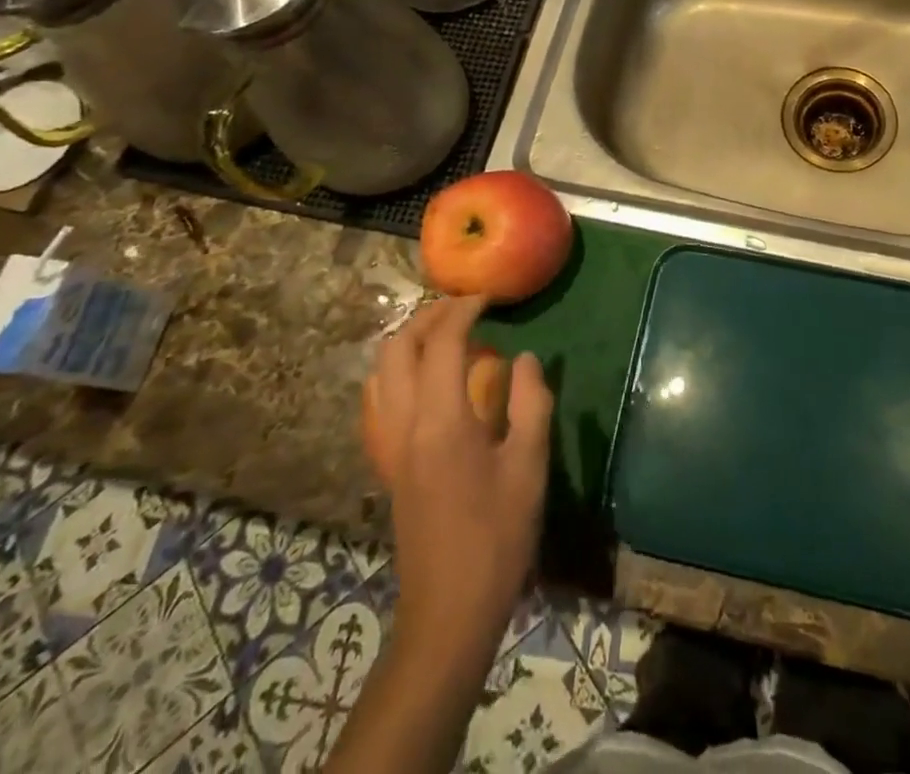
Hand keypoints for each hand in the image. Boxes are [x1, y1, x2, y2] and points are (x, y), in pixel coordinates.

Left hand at [366, 296, 552, 671]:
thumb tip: (526, 359)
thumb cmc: (497, 537)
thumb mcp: (529, 466)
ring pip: (380, 373)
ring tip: (446, 336)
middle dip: (429, 318)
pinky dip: (398, 373)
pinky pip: (379, 401)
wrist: (449, 612)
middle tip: (465, 310)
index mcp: (441, 421)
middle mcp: (404, 425)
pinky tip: (426, 382)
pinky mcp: (388, 466)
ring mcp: (390, 447)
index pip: (442, 344)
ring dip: (408, 343)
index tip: (489, 298)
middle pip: (398, 349)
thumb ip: (531, 403)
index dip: (464, 311)